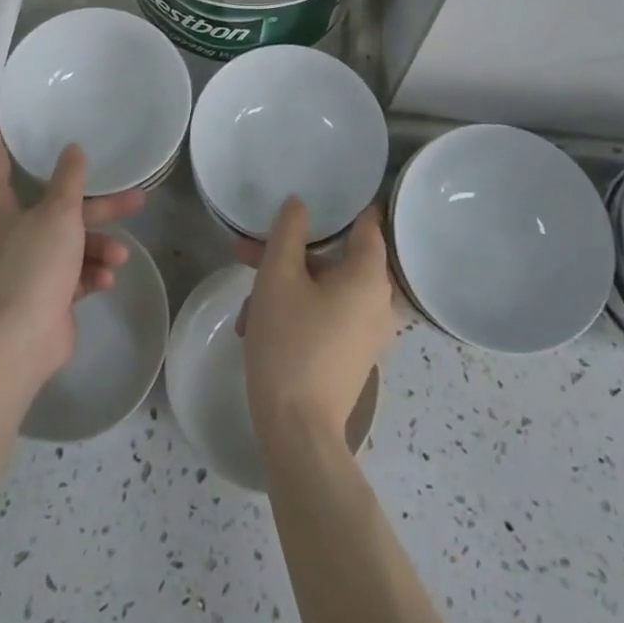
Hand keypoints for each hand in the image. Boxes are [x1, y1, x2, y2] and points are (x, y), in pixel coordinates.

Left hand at [0, 126, 143, 381]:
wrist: (20, 343)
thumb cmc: (32, 265)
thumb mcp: (58, 214)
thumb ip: (69, 180)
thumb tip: (73, 149)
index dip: (2, 139)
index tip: (10, 117)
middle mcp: (7, 232)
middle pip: (56, 207)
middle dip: (98, 207)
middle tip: (135, 196)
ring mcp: (25, 266)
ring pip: (70, 243)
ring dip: (99, 247)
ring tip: (121, 256)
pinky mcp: (43, 295)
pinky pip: (72, 274)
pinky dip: (90, 274)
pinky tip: (107, 279)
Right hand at [239, 198, 396, 447]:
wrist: (298, 431)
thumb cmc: (289, 342)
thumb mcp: (278, 277)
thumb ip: (288, 232)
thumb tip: (300, 204)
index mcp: (369, 276)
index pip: (368, 224)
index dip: (347, 205)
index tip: (324, 192)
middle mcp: (379, 302)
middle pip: (332, 260)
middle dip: (286, 255)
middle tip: (247, 252)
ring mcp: (367, 333)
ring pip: (323, 291)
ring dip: (283, 289)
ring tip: (244, 307)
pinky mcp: (353, 356)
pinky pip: (326, 317)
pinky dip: (296, 314)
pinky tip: (256, 329)